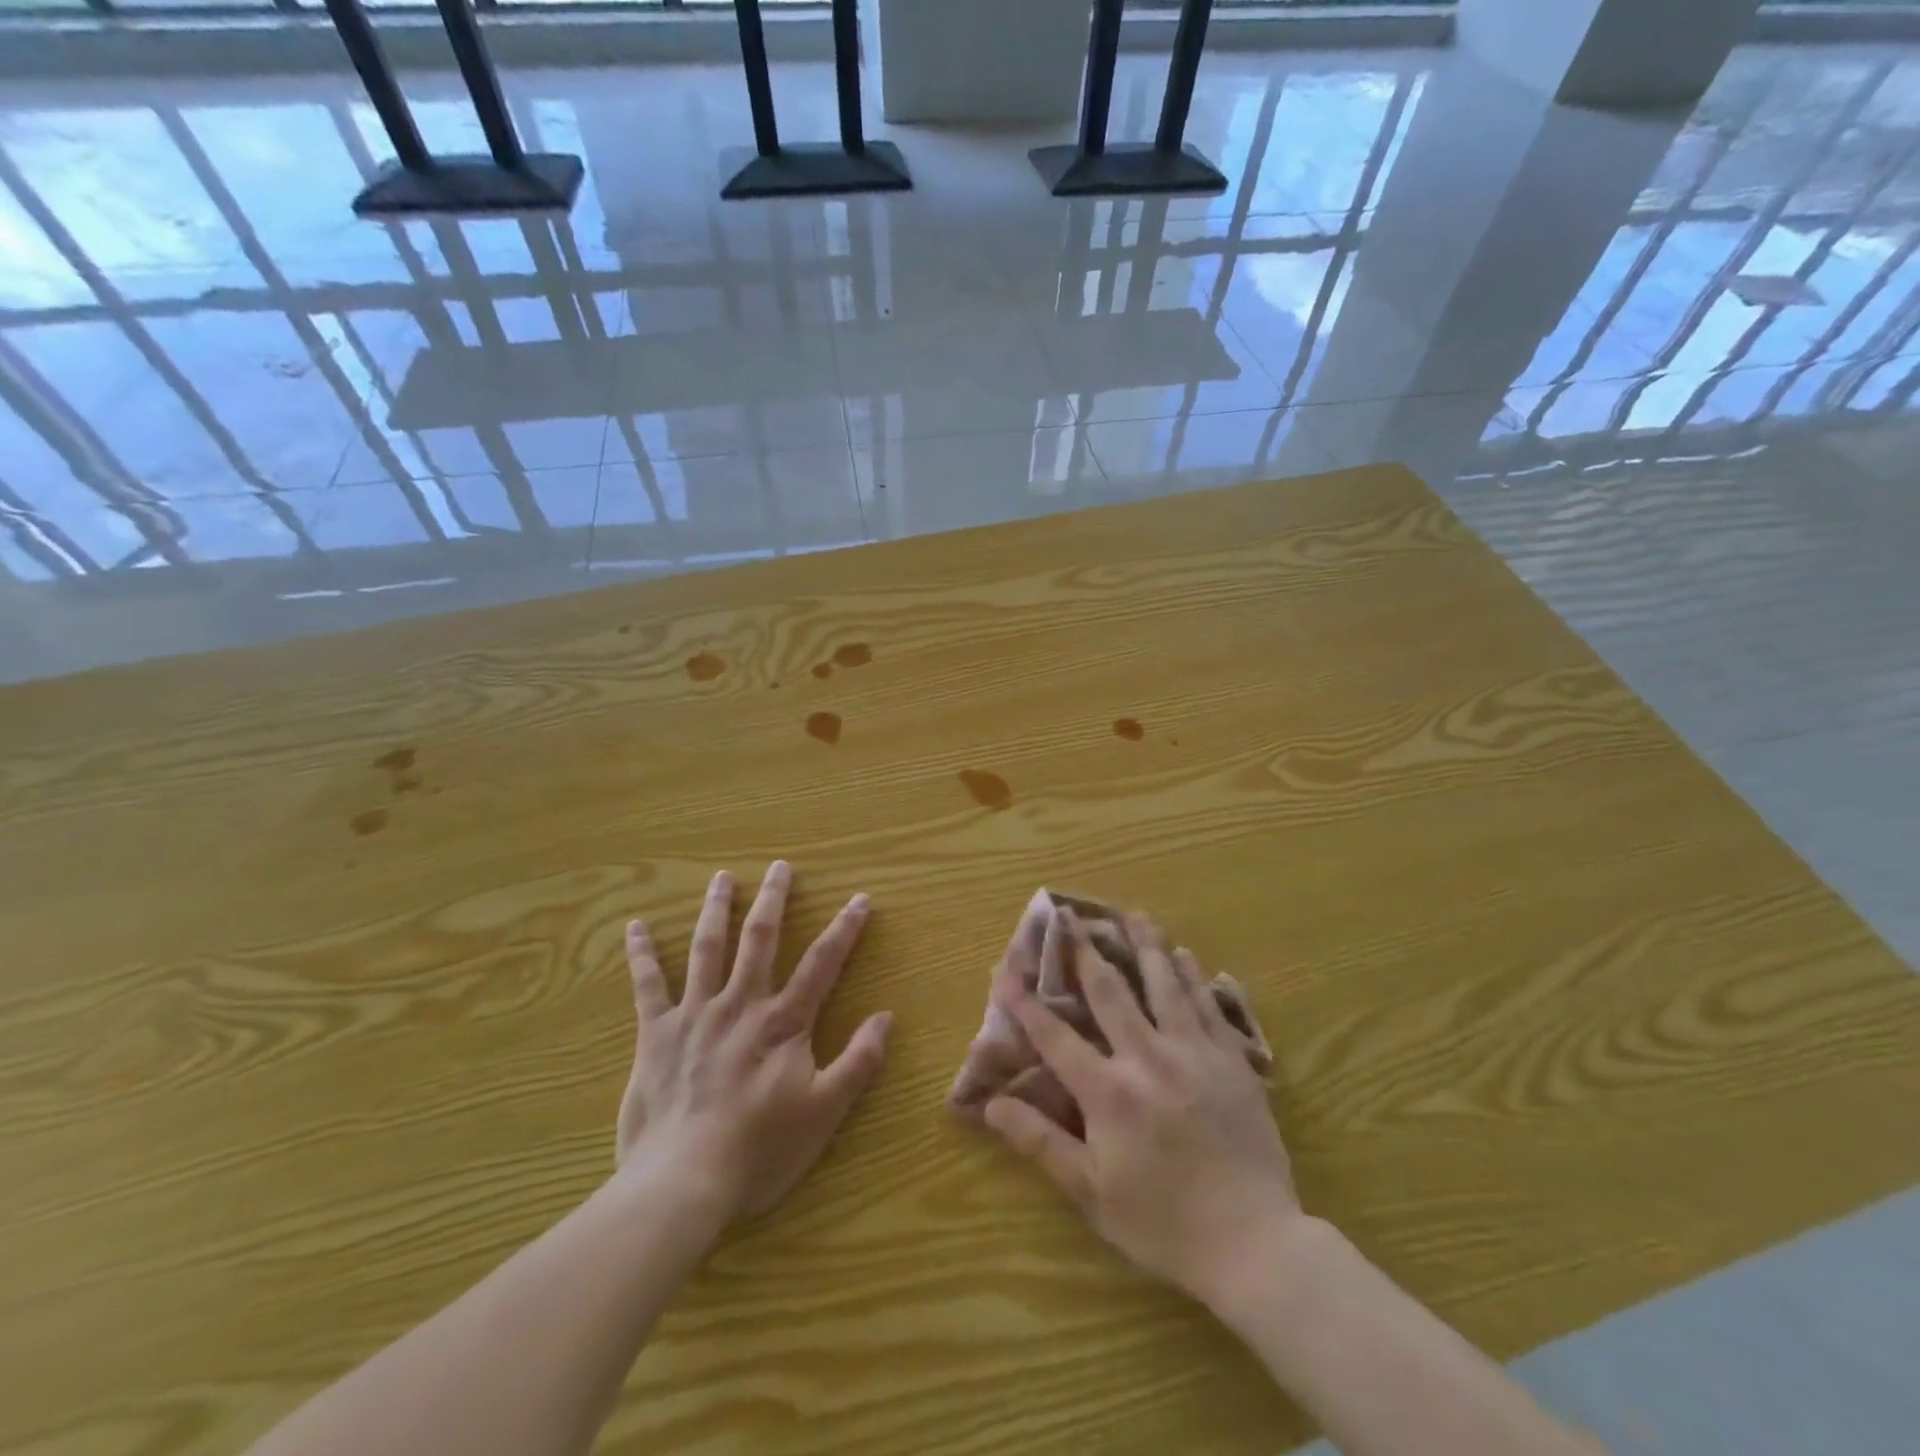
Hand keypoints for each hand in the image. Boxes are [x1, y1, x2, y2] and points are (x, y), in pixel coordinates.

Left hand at [614, 862, 892, 1223]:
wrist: (682, 1183)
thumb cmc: (760, 1150)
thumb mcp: (824, 1112)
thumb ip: (858, 1061)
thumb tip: (887, 1017)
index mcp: (783, 1023)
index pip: (821, 963)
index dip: (844, 929)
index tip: (859, 899)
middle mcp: (740, 1005)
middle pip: (760, 940)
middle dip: (773, 900)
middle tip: (780, 866)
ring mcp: (695, 1015)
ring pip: (707, 949)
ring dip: (715, 910)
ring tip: (721, 878)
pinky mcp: (655, 1035)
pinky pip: (647, 986)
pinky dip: (641, 954)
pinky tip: (636, 926)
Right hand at [980, 910, 1298, 1310]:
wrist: (1256, 1245)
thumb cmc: (1164, 1223)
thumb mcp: (1092, 1193)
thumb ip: (1041, 1143)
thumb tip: (992, 1105)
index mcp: (1109, 1092)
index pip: (1055, 1037)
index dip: (1026, 1003)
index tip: (1005, 971)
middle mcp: (1148, 1058)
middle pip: (1111, 992)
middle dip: (1085, 952)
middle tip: (1071, 915)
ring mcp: (1195, 1054)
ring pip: (1165, 986)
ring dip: (1146, 947)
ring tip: (1135, 915)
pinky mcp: (1232, 1062)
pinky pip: (1209, 1007)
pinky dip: (1194, 977)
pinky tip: (1188, 956)